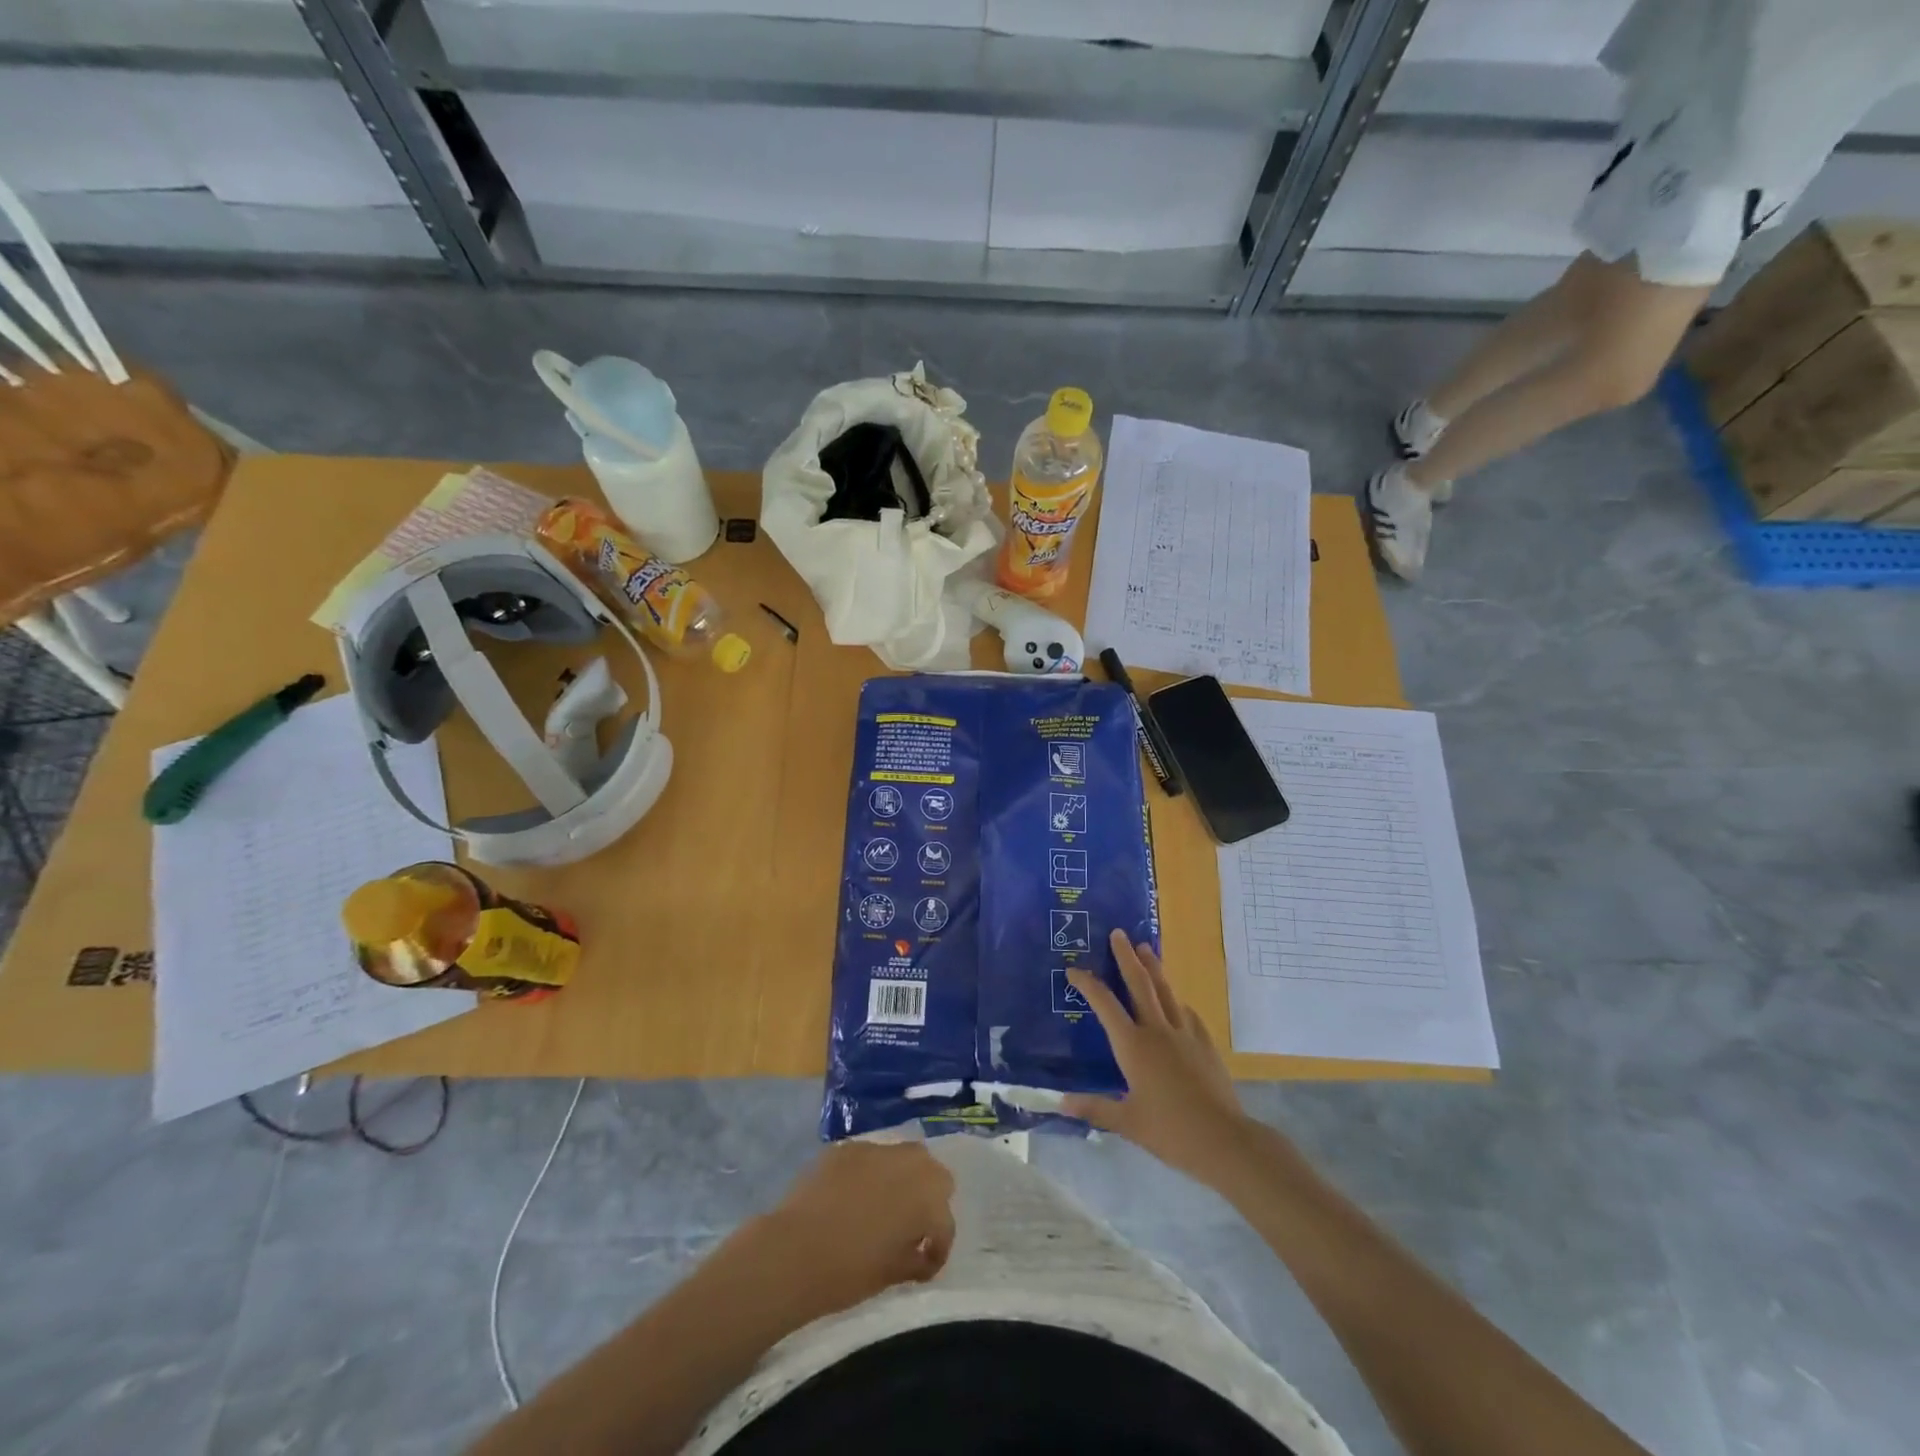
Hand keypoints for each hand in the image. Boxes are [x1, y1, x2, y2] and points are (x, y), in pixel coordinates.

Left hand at [758, 1141, 955, 1315]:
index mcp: (926, 1197)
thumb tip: (922, 1252)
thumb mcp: (891, 1274)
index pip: (945, 1221)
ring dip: (901, 1178)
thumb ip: (916, 1258)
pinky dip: (870, 1173)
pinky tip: (853, 1195)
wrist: (793, 1251)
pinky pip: (869, 1157)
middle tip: (911, 1225)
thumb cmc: (848, 1271)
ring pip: (903, 1156)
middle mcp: (908, 1163)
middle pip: (933, 1173)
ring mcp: (875, 1149)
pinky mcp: (847, 1147)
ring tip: (883, 1205)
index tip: (925, 1264)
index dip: (938, 1246)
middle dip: (929, 1197)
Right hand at [1064, 931, 1248, 1184]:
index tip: (1074, 969)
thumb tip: (1060, 1102)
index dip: (1088, 984)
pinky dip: (1177, 1002)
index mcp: (1133, 1046)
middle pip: (1140, 984)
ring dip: (1154, 967)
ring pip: (1166, 991)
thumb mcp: (1126, 1123)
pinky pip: (1187, 1014)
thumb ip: (1094, 1108)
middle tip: (1118, 933)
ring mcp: (1184, 1034)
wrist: (1224, 1140)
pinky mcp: (1205, 1044)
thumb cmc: (1170, 1131)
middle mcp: (1157, 1031)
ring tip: (1146, 947)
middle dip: (1127, 957)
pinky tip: (1177, 1002)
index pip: (1105, 1005)